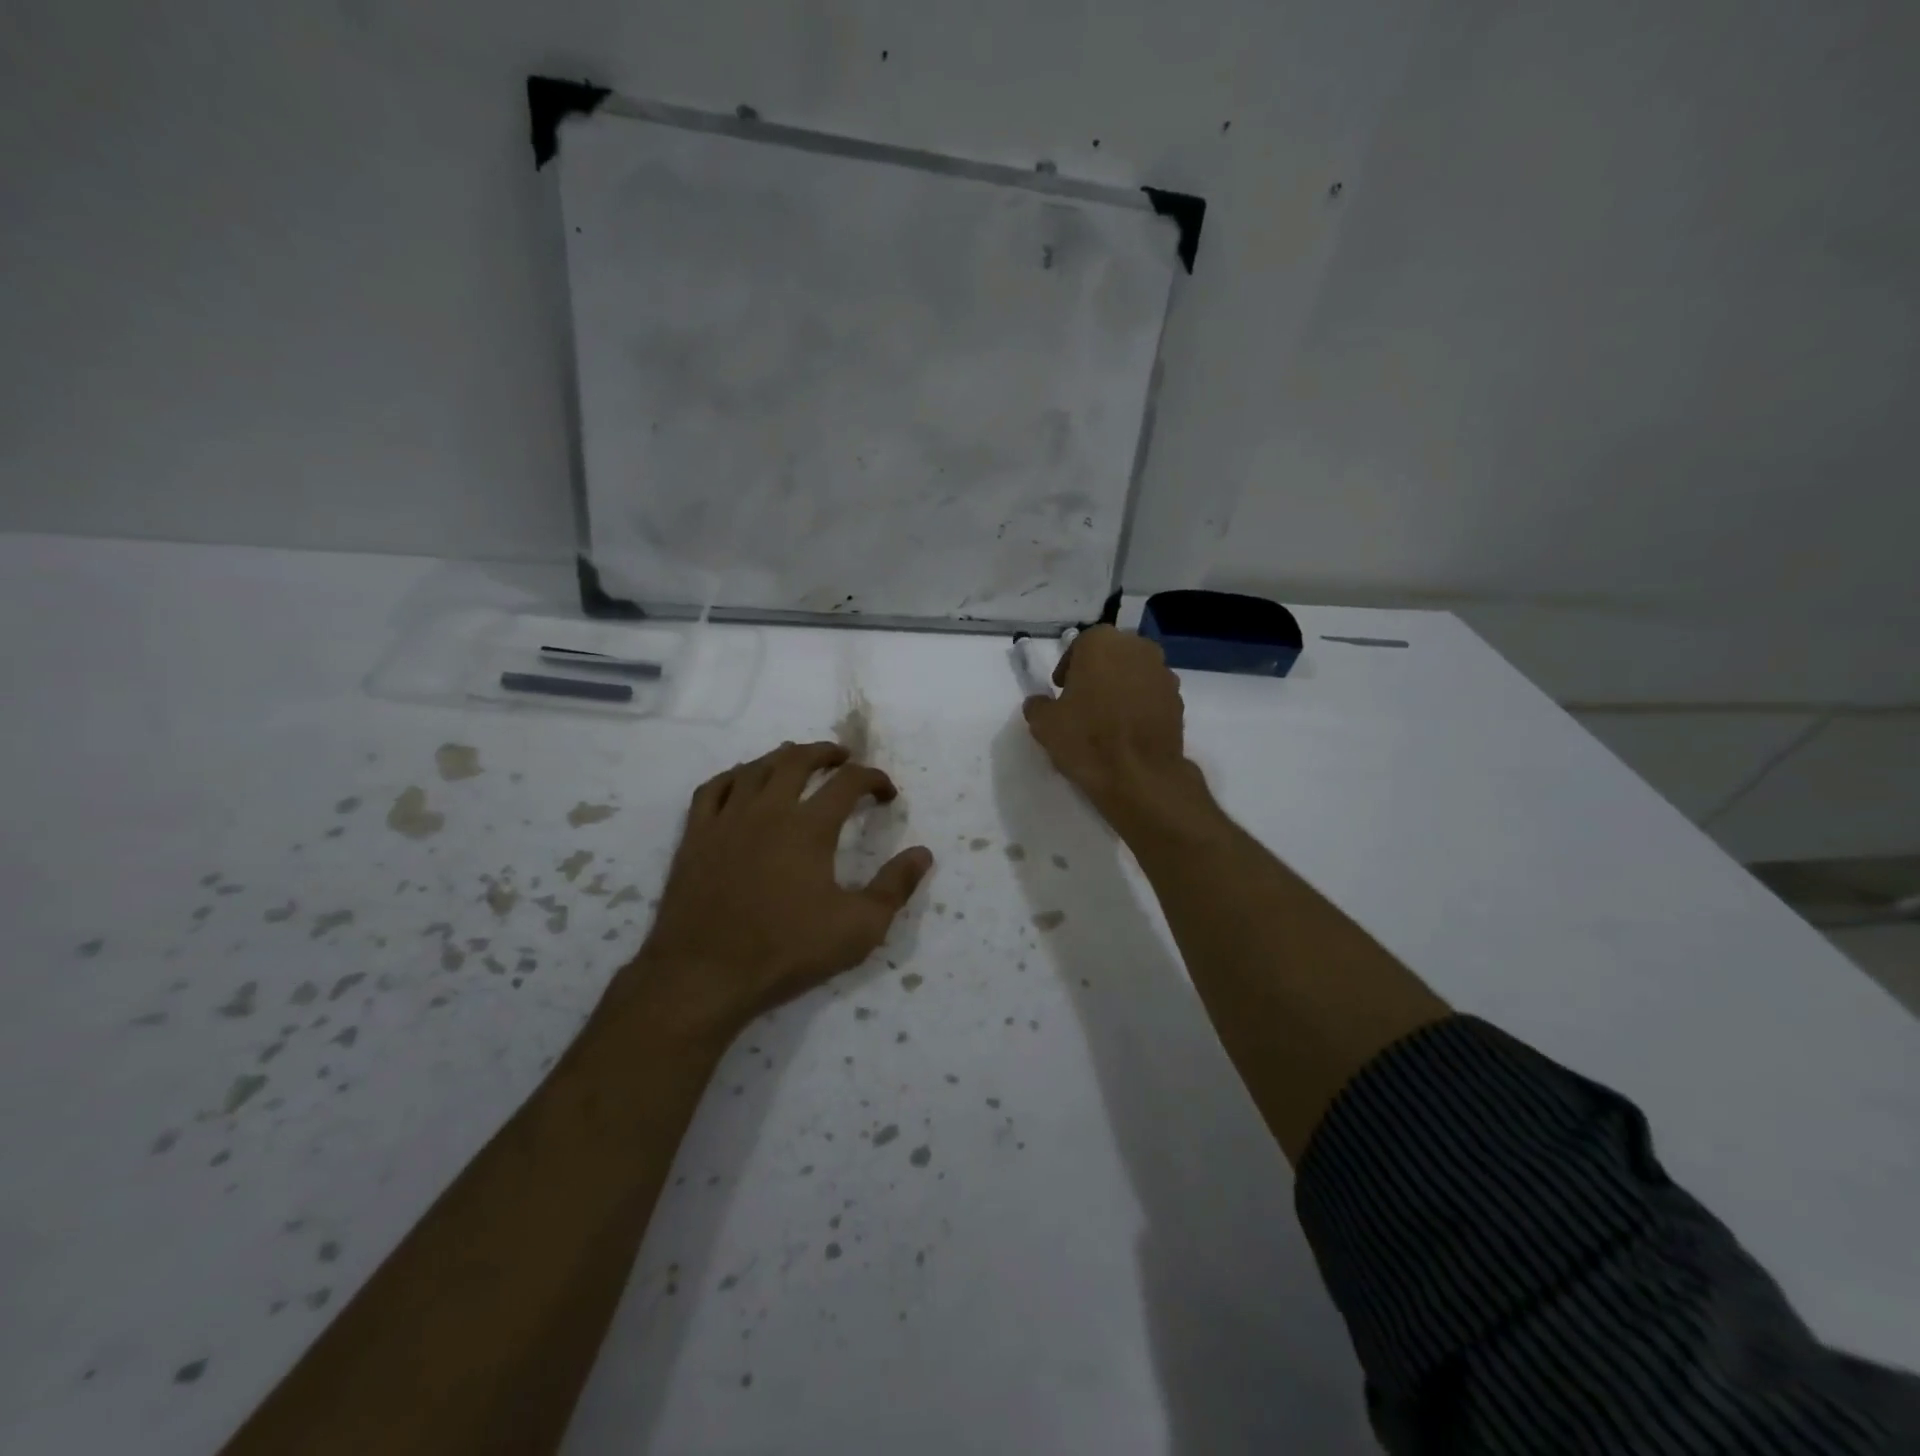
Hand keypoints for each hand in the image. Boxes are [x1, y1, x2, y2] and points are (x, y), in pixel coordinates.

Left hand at [622, 741, 932, 1043]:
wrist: (705, 974)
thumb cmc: (787, 950)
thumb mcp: (858, 927)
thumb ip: (895, 887)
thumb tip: (923, 853)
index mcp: (809, 827)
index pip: (849, 782)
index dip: (873, 779)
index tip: (887, 793)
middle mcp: (768, 810)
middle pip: (798, 760)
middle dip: (826, 753)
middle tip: (843, 758)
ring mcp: (726, 819)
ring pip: (755, 768)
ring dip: (782, 757)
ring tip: (797, 759)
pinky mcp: (695, 836)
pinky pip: (713, 788)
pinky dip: (734, 776)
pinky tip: (742, 781)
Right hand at [1022, 626, 1200, 819]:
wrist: (1139, 776)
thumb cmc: (1086, 739)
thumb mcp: (1044, 724)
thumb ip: (1038, 706)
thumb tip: (1039, 703)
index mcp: (1102, 643)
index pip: (1081, 644)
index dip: (1069, 666)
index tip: (1062, 689)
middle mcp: (1137, 648)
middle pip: (1112, 655)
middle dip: (1098, 672)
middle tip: (1083, 700)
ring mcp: (1163, 674)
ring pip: (1135, 673)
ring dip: (1121, 687)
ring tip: (1107, 718)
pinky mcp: (1179, 701)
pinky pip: (1152, 695)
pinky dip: (1140, 705)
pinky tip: (1128, 731)